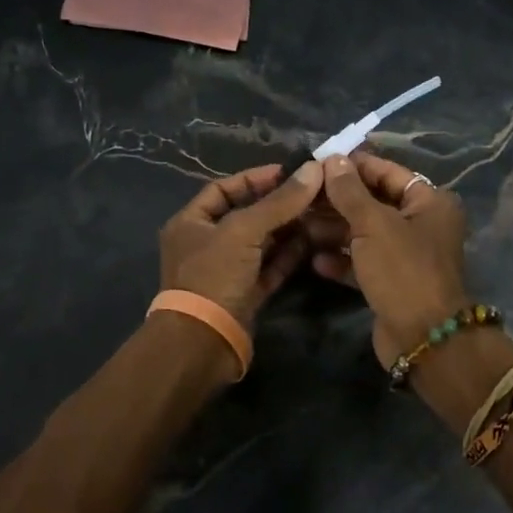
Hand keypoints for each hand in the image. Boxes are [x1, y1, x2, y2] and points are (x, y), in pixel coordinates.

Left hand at [159, 162, 324, 328]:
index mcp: (191, 222)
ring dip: (289, 229)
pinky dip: (290, 255)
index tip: (289, 172)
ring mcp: (226, 271)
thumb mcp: (243, 231)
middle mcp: (206, 244)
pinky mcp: (245, 294)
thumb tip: (313, 170)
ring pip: (262, 242)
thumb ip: (278, 202)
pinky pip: (270, 267)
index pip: (223, 189)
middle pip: (247, 215)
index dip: (255, 178)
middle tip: (314, 193)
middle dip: (280, 204)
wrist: (203, 342)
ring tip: (321, 214)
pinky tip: (314, 242)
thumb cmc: (213, 276)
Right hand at [314, 152, 470, 366]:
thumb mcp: (373, 224)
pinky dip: (342, 259)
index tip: (319, 162)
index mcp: (429, 202)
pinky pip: (363, 262)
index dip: (354, 166)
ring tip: (300, 224)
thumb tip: (333, 159)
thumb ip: (349, 191)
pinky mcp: (392, 282)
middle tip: (302, 196)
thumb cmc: (402, 269)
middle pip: (374, 203)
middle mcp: (421, 224)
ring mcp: (407, 255)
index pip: (387, 172)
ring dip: (334, 230)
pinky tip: (315, 261)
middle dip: (338, 200)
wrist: (424, 338)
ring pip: (365, 233)